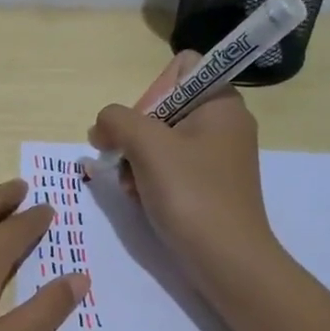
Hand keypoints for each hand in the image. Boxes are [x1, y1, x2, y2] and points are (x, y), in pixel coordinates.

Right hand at [87, 52, 280, 297]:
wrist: (228, 261)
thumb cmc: (192, 195)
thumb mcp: (148, 146)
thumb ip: (117, 120)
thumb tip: (102, 125)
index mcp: (221, 102)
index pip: (181, 69)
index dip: (152, 91)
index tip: (141, 127)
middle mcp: (224, 124)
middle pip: (164, 107)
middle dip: (136, 134)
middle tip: (124, 162)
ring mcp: (217, 157)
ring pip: (161, 141)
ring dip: (136, 161)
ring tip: (131, 188)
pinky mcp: (209, 186)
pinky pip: (170, 168)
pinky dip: (150, 180)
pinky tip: (140, 200)